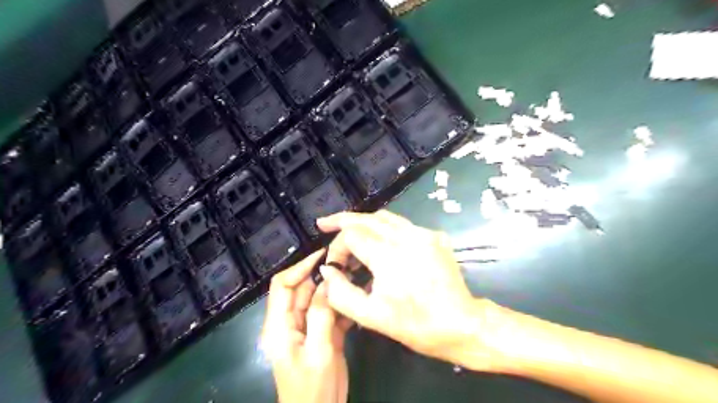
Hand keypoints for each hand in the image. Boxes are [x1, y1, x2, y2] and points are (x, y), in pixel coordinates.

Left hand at [264, 248, 351, 402]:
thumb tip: (327, 281)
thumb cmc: (312, 388)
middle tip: (346, 265)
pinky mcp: (322, 335)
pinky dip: (342, 306)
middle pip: (303, 290)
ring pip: (318, 300)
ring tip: (355, 276)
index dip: (300, 267)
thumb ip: (321, 314)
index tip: (323, 255)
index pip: (283, 286)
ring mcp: (307, 328)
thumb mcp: (318, 350)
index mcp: (279, 325)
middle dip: (322, 277)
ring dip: (334, 290)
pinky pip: (330, 313)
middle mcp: (291, 322)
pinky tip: (357, 298)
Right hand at [317, 211, 500, 371]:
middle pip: (366, 218)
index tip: (335, 264)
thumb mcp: (370, 317)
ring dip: (363, 221)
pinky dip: (383, 227)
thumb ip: (340, 293)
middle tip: (325, 223)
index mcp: (389, 256)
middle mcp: (406, 237)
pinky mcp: (434, 236)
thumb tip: (327, 269)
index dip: (337, 245)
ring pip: (384, 217)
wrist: (462, 324)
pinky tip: (377, 238)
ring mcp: (423, 233)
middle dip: (343, 220)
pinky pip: (402, 224)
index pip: (351, 234)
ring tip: (347, 229)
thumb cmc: (415, 325)